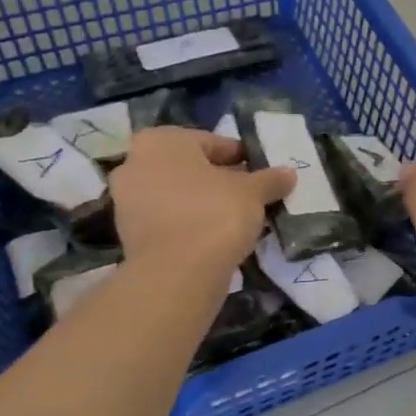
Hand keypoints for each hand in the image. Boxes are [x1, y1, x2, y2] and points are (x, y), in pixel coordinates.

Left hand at [111, 128, 293, 276]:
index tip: (261, 175)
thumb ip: (270, 179)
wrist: (177, 274)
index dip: (242, 158)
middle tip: (250, 198)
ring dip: (204, 203)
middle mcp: (135, 162)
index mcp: (161, 141)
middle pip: (191, 168)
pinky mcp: (128, 233)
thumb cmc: (214, 215)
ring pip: (178, 194)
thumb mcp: (252, 193)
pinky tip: (214, 238)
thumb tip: (288, 173)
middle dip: (220, 181)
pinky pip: (168, 220)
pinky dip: (189, 224)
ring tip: (236, 220)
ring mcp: (127, 200)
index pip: (212, 143)